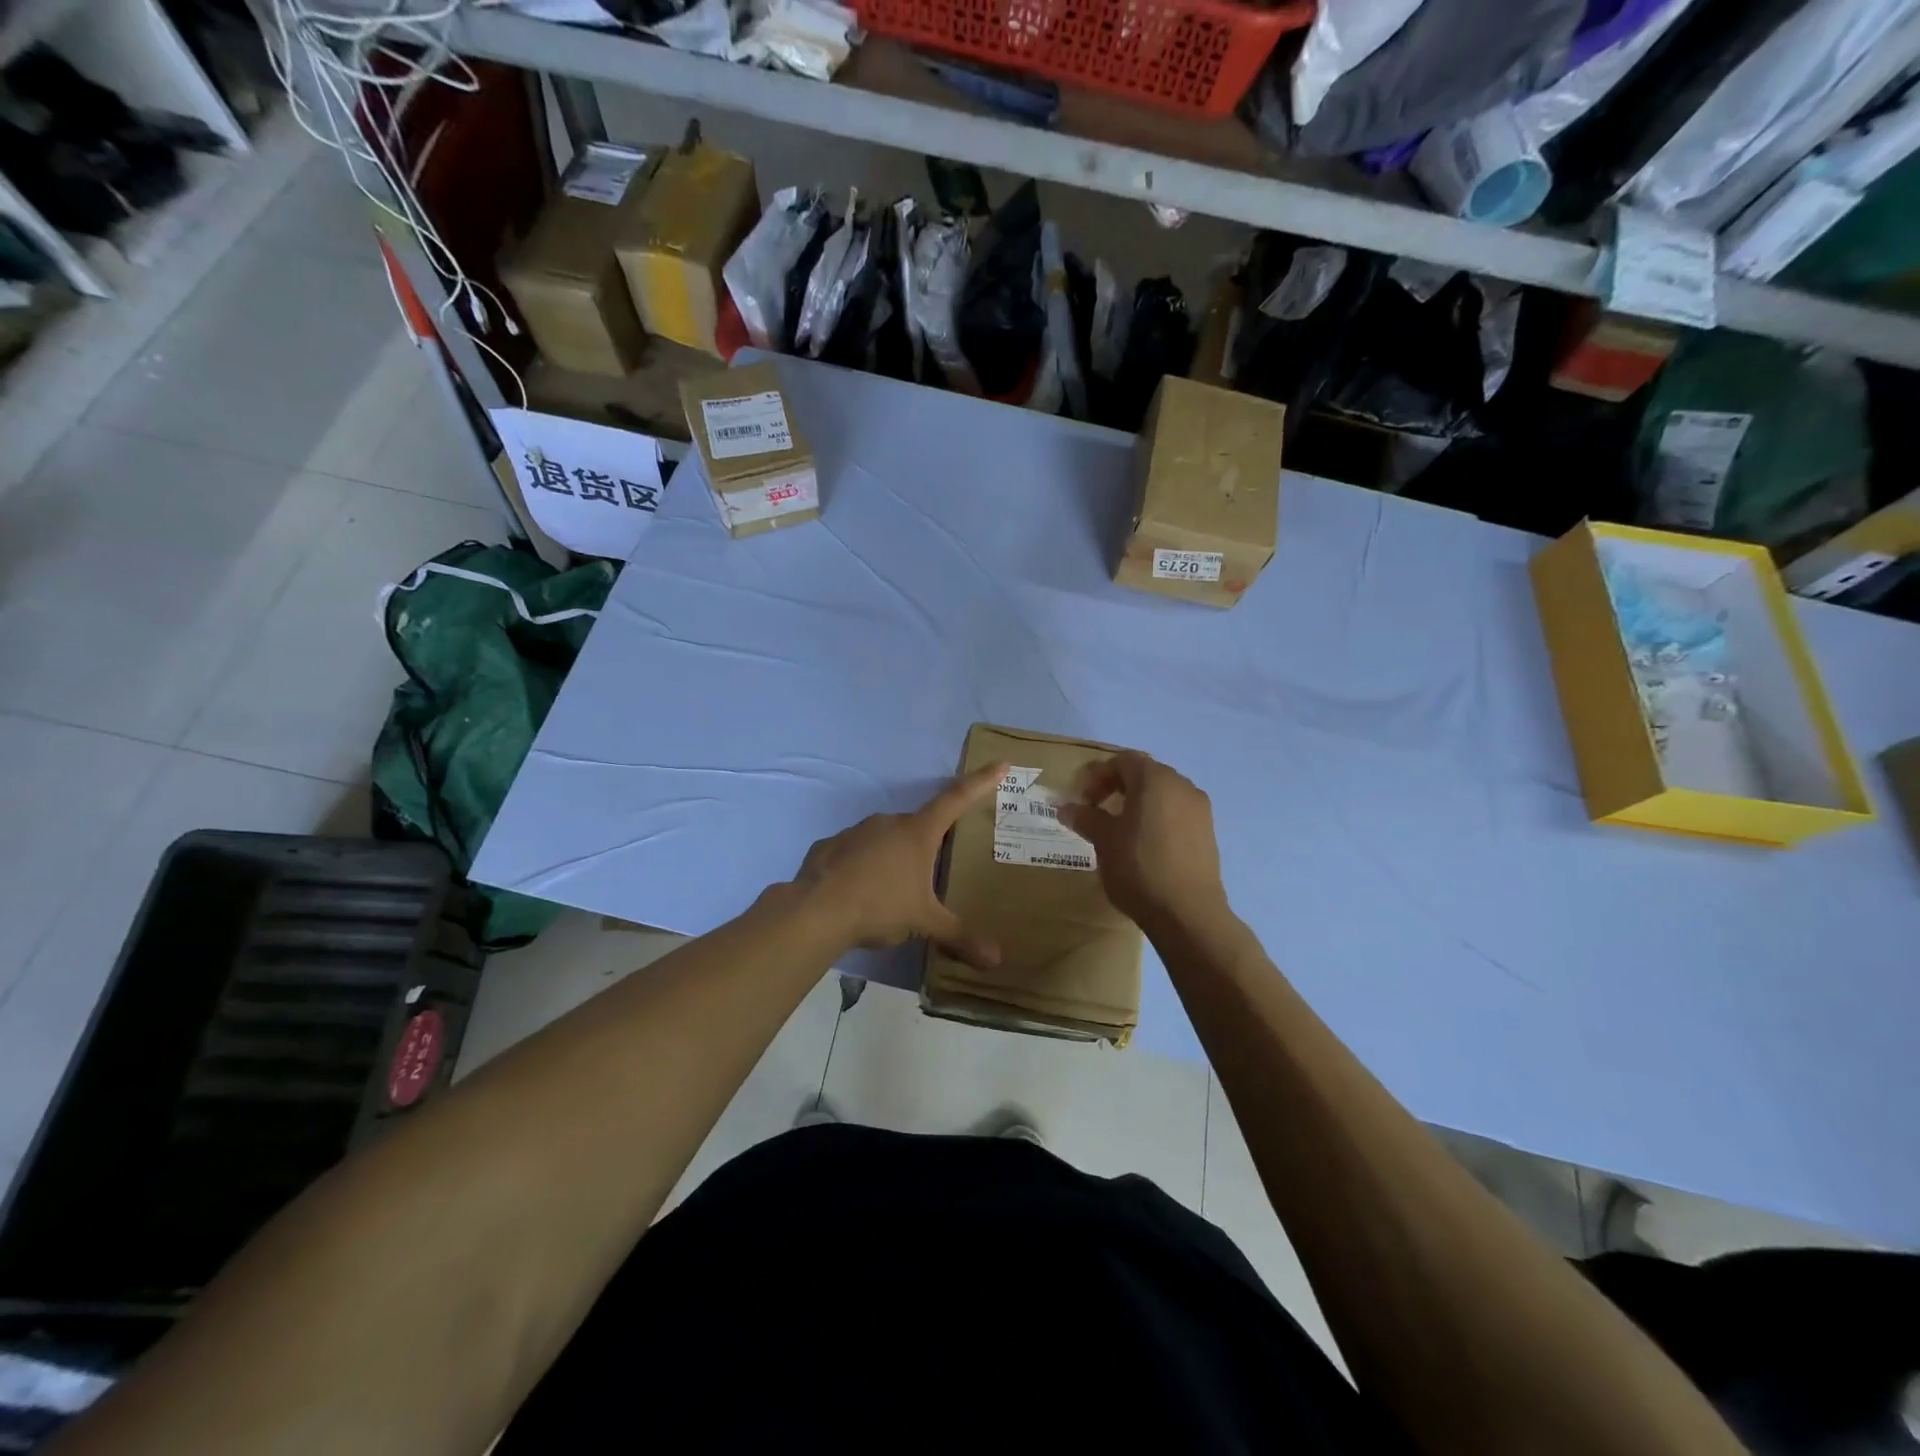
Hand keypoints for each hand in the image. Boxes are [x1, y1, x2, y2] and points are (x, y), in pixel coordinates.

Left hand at [790, 763, 1004, 968]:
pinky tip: (859, 891)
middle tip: (931, 873)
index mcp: (918, 832)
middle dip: (927, 845)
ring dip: (892, 857)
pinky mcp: (828, 846)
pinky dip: (861, 866)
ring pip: (884, 839)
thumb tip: (997, 960)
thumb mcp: (924, 923)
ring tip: (892, 891)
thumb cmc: (880, 906)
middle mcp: (888, 822)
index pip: (957, 798)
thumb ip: (960, 936)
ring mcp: (855, 831)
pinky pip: (853, 852)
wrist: (815, 911)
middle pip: (918, 826)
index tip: (1000, 764)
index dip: (981, 781)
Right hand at [1056, 752, 1228, 934]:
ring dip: (1138, 803)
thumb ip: (1084, 817)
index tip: (1082, 800)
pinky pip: (1176, 813)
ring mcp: (1200, 809)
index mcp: (1155, 779)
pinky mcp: (1208, 832)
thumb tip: (1065, 807)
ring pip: (1162, 794)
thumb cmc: (1139, 867)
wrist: (1188, 913)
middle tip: (1097, 811)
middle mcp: (1182, 785)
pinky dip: (1156, 818)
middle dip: (1117, 787)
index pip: (1122, 761)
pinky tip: (1144, 845)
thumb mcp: (1103, 840)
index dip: (1097, 776)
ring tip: (1119, 830)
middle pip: (1144, 774)